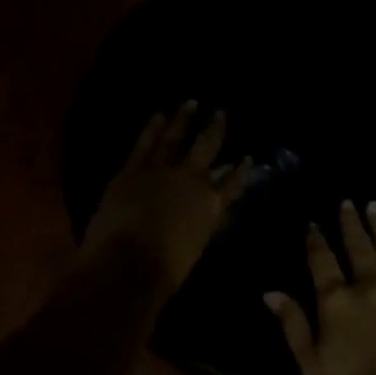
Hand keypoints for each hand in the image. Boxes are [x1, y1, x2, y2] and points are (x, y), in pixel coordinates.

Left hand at [82, 103, 251, 292]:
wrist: (128, 265)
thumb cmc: (164, 271)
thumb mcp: (195, 250)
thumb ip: (203, 228)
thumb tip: (211, 216)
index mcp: (210, 207)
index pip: (232, 184)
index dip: (241, 171)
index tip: (247, 158)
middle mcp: (191, 181)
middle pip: (207, 149)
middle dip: (216, 129)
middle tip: (222, 112)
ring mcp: (161, 171)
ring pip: (175, 138)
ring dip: (184, 119)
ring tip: (191, 103)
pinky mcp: (132, 170)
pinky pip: (145, 144)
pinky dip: (153, 128)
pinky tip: (160, 114)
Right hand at [267, 201, 375, 374]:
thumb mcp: (313, 368)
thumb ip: (294, 326)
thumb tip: (271, 292)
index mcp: (337, 302)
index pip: (322, 262)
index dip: (315, 241)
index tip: (312, 224)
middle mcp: (369, 286)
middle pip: (357, 247)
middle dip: (350, 223)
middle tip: (347, 202)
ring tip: (374, 204)